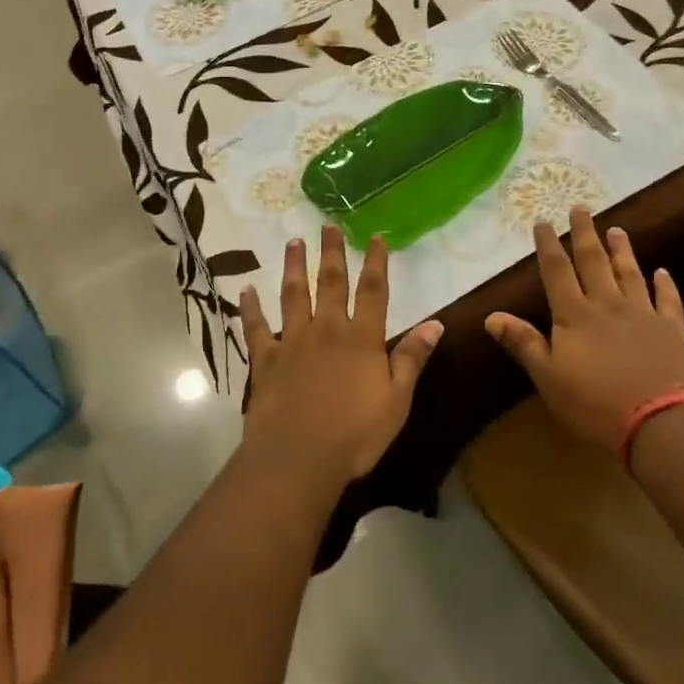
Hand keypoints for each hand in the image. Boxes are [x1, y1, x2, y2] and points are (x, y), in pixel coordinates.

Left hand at [240, 226, 443, 485]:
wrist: (299, 457)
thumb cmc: (355, 433)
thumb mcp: (397, 399)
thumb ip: (412, 358)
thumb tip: (436, 323)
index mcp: (362, 338)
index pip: (373, 291)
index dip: (376, 262)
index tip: (376, 237)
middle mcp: (327, 330)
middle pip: (330, 283)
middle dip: (332, 253)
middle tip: (328, 225)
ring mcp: (293, 342)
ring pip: (293, 295)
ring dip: (294, 267)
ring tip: (293, 242)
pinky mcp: (266, 360)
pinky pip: (256, 328)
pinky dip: (251, 308)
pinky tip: (247, 290)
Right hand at [485, 207, 683, 449]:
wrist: (660, 421)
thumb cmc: (595, 403)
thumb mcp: (548, 377)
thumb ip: (523, 343)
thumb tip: (491, 315)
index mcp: (574, 314)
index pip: (557, 271)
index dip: (548, 245)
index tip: (543, 221)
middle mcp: (607, 304)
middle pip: (593, 261)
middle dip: (584, 234)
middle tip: (580, 207)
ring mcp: (643, 314)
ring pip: (629, 273)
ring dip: (622, 251)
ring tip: (617, 229)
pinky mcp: (672, 330)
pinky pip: (668, 300)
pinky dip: (665, 285)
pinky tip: (663, 272)